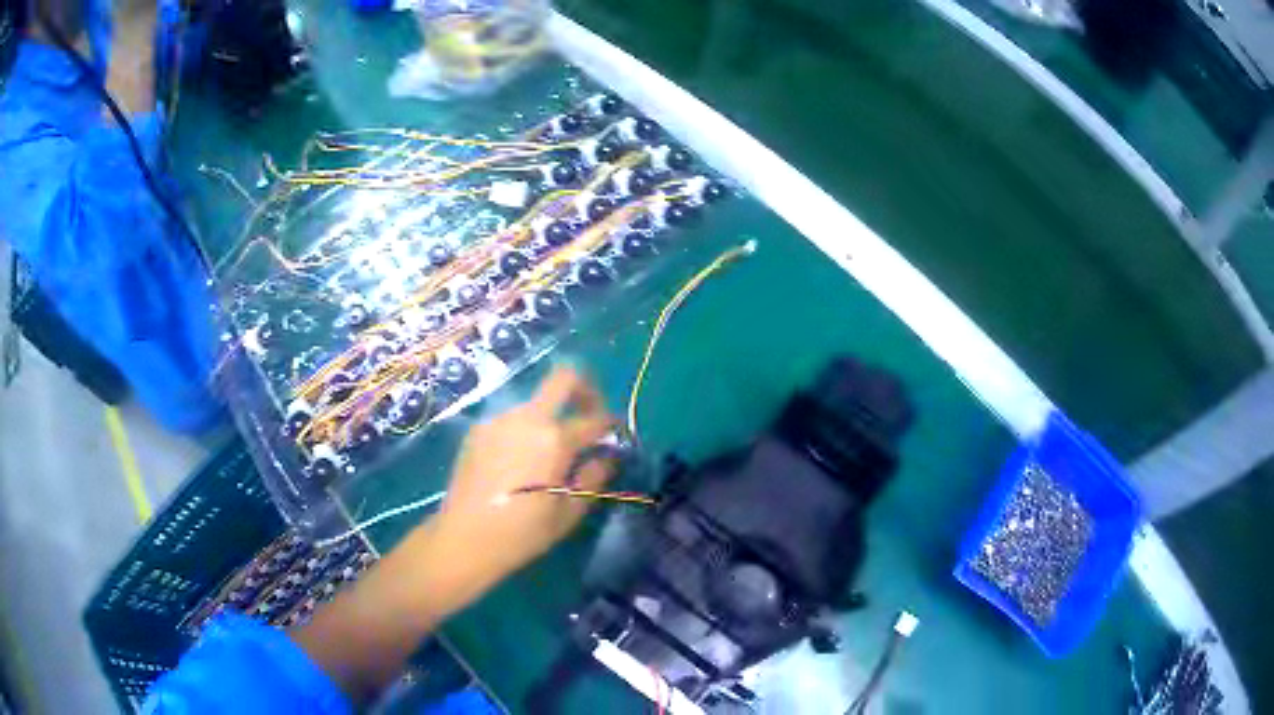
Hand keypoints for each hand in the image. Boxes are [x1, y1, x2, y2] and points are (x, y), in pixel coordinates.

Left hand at [432, 367, 617, 580]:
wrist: (465, 538)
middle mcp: (528, 418)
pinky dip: (526, 428)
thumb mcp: (570, 511)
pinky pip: (513, 418)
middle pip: (564, 378)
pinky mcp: (479, 429)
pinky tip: (520, 460)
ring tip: (549, 450)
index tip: (614, 435)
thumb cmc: (524, 532)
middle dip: (585, 389)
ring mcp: (500, 420)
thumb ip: (594, 476)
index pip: (595, 418)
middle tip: (589, 414)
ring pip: (536, 400)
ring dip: (552, 414)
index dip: (611, 423)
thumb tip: (608, 456)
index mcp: (555, 440)